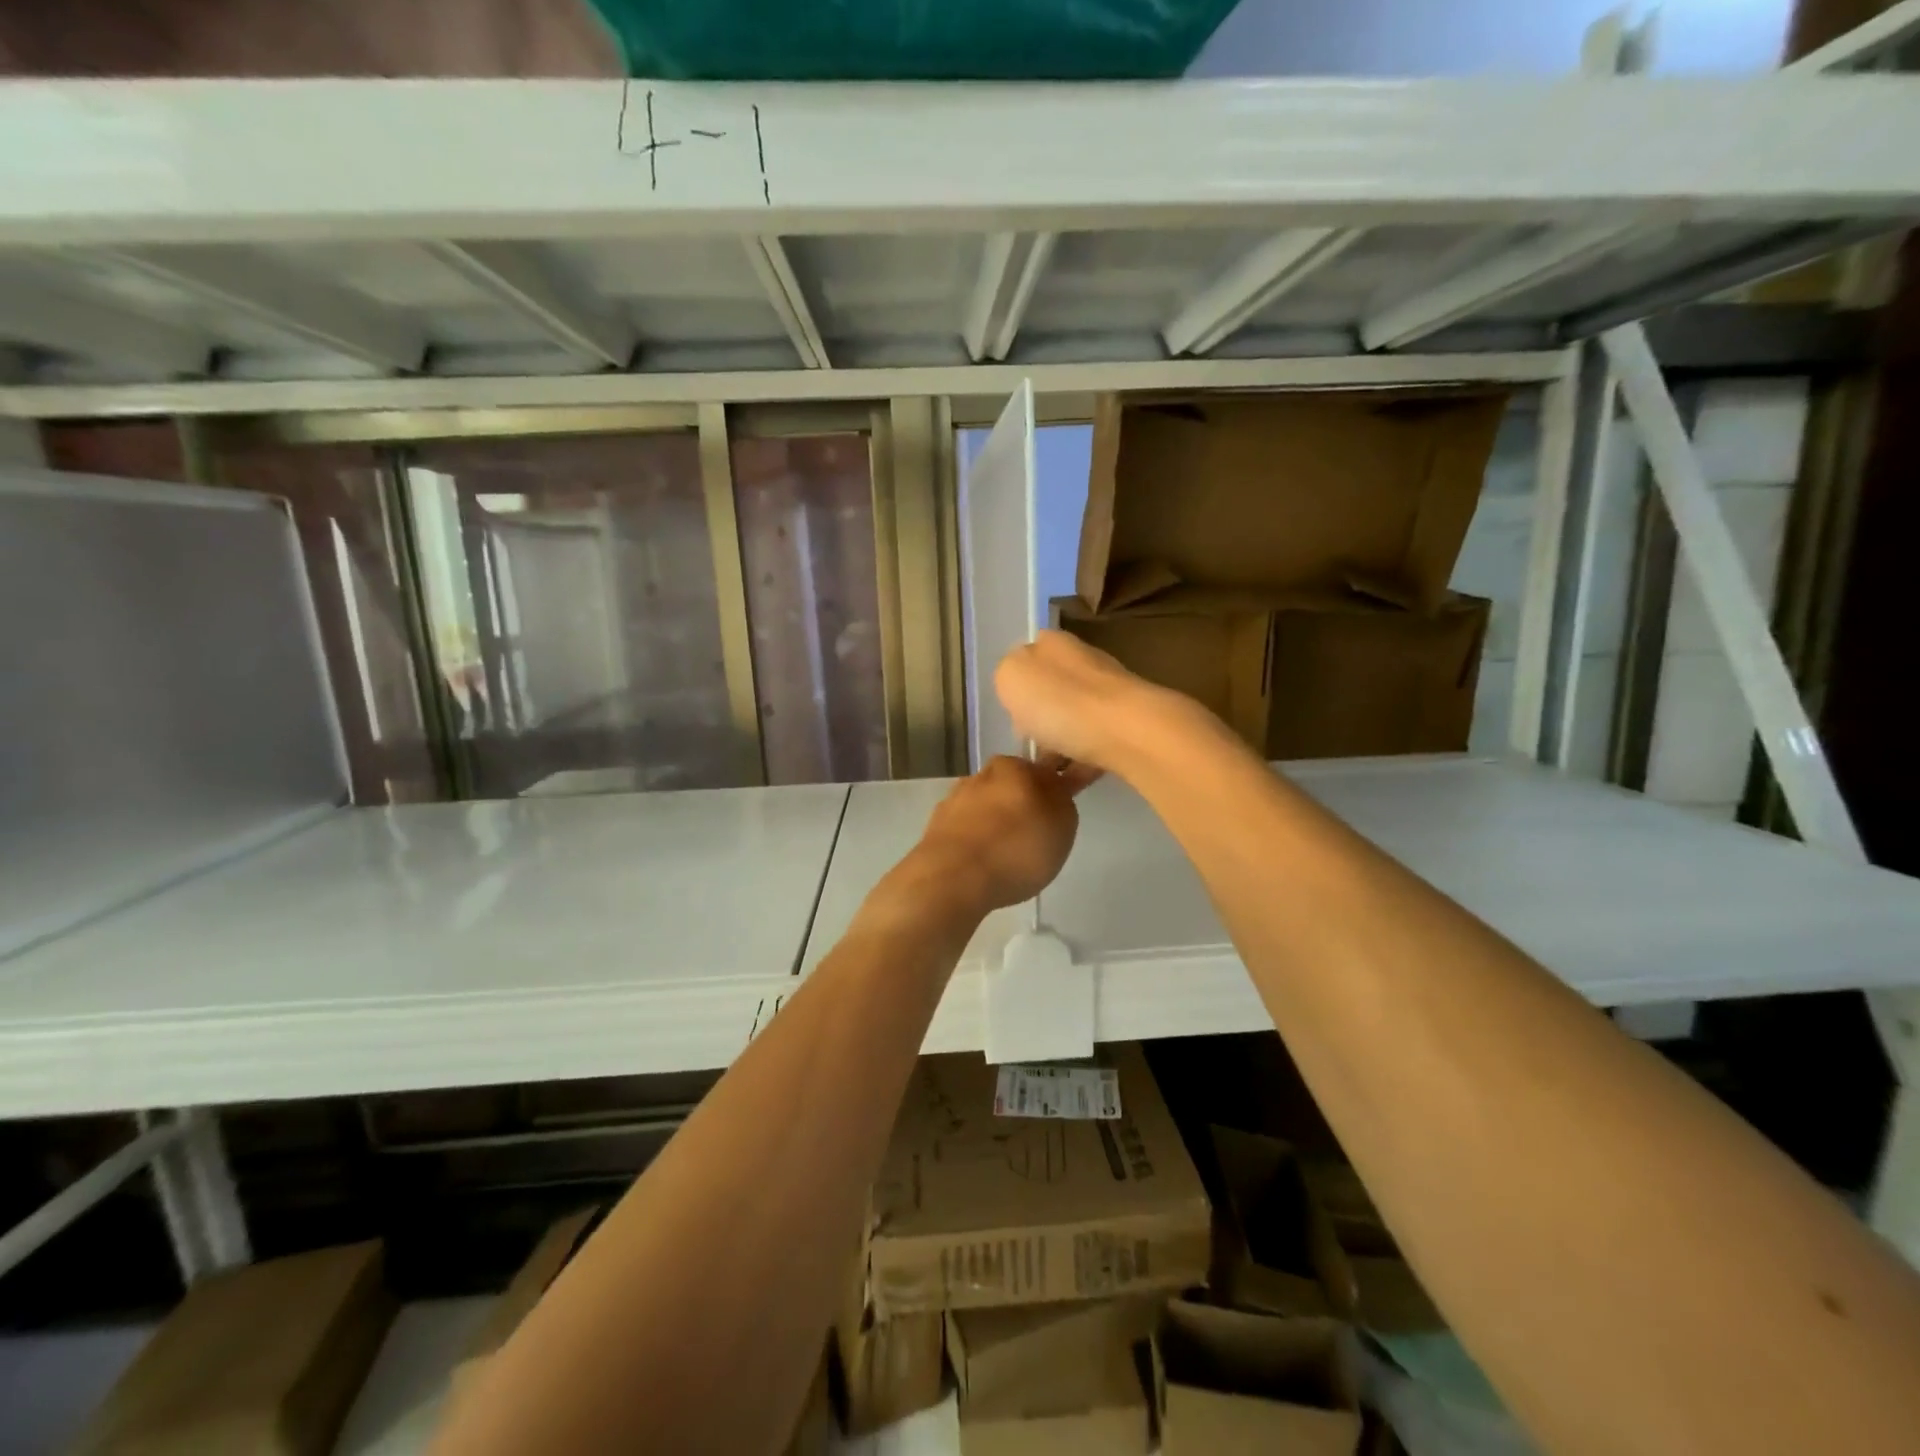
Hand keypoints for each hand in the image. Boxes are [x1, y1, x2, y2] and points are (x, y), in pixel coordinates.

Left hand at [902, 756, 1090, 917]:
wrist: (954, 878)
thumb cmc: (1017, 848)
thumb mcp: (1062, 824)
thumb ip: (1062, 800)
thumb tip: (1054, 790)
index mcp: (1014, 767)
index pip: (1040, 771)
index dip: (1051, 792)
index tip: (1055, 817)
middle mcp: (981, 775)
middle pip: (1009, 788)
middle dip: (1020, 807)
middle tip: (1033, 838)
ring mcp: (954, 800)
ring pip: (985, 808)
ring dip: (995, 824)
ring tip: (1005, 857)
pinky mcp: (935, 827)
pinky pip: (965, 830)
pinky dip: (975, 841)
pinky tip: (982, 864)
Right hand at [994, 630, 1191, 774]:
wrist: (1127, 733)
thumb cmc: (1059, 701)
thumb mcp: (1011, 677)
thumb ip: (1008, 675)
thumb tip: (1022, 687)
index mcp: (1055, 645)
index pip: (1031, 655)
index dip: (1018, 684)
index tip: (1011, 713)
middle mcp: (1085, 663)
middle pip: (1054, 689)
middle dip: (1040, 717)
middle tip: (1026, 746)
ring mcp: (1111, 696)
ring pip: (1074, 720)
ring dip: (1059, 745)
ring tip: (1042, 773)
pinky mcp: (1129, 728)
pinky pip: (1094, 748)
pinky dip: (1079, 765)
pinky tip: (1065, 786)